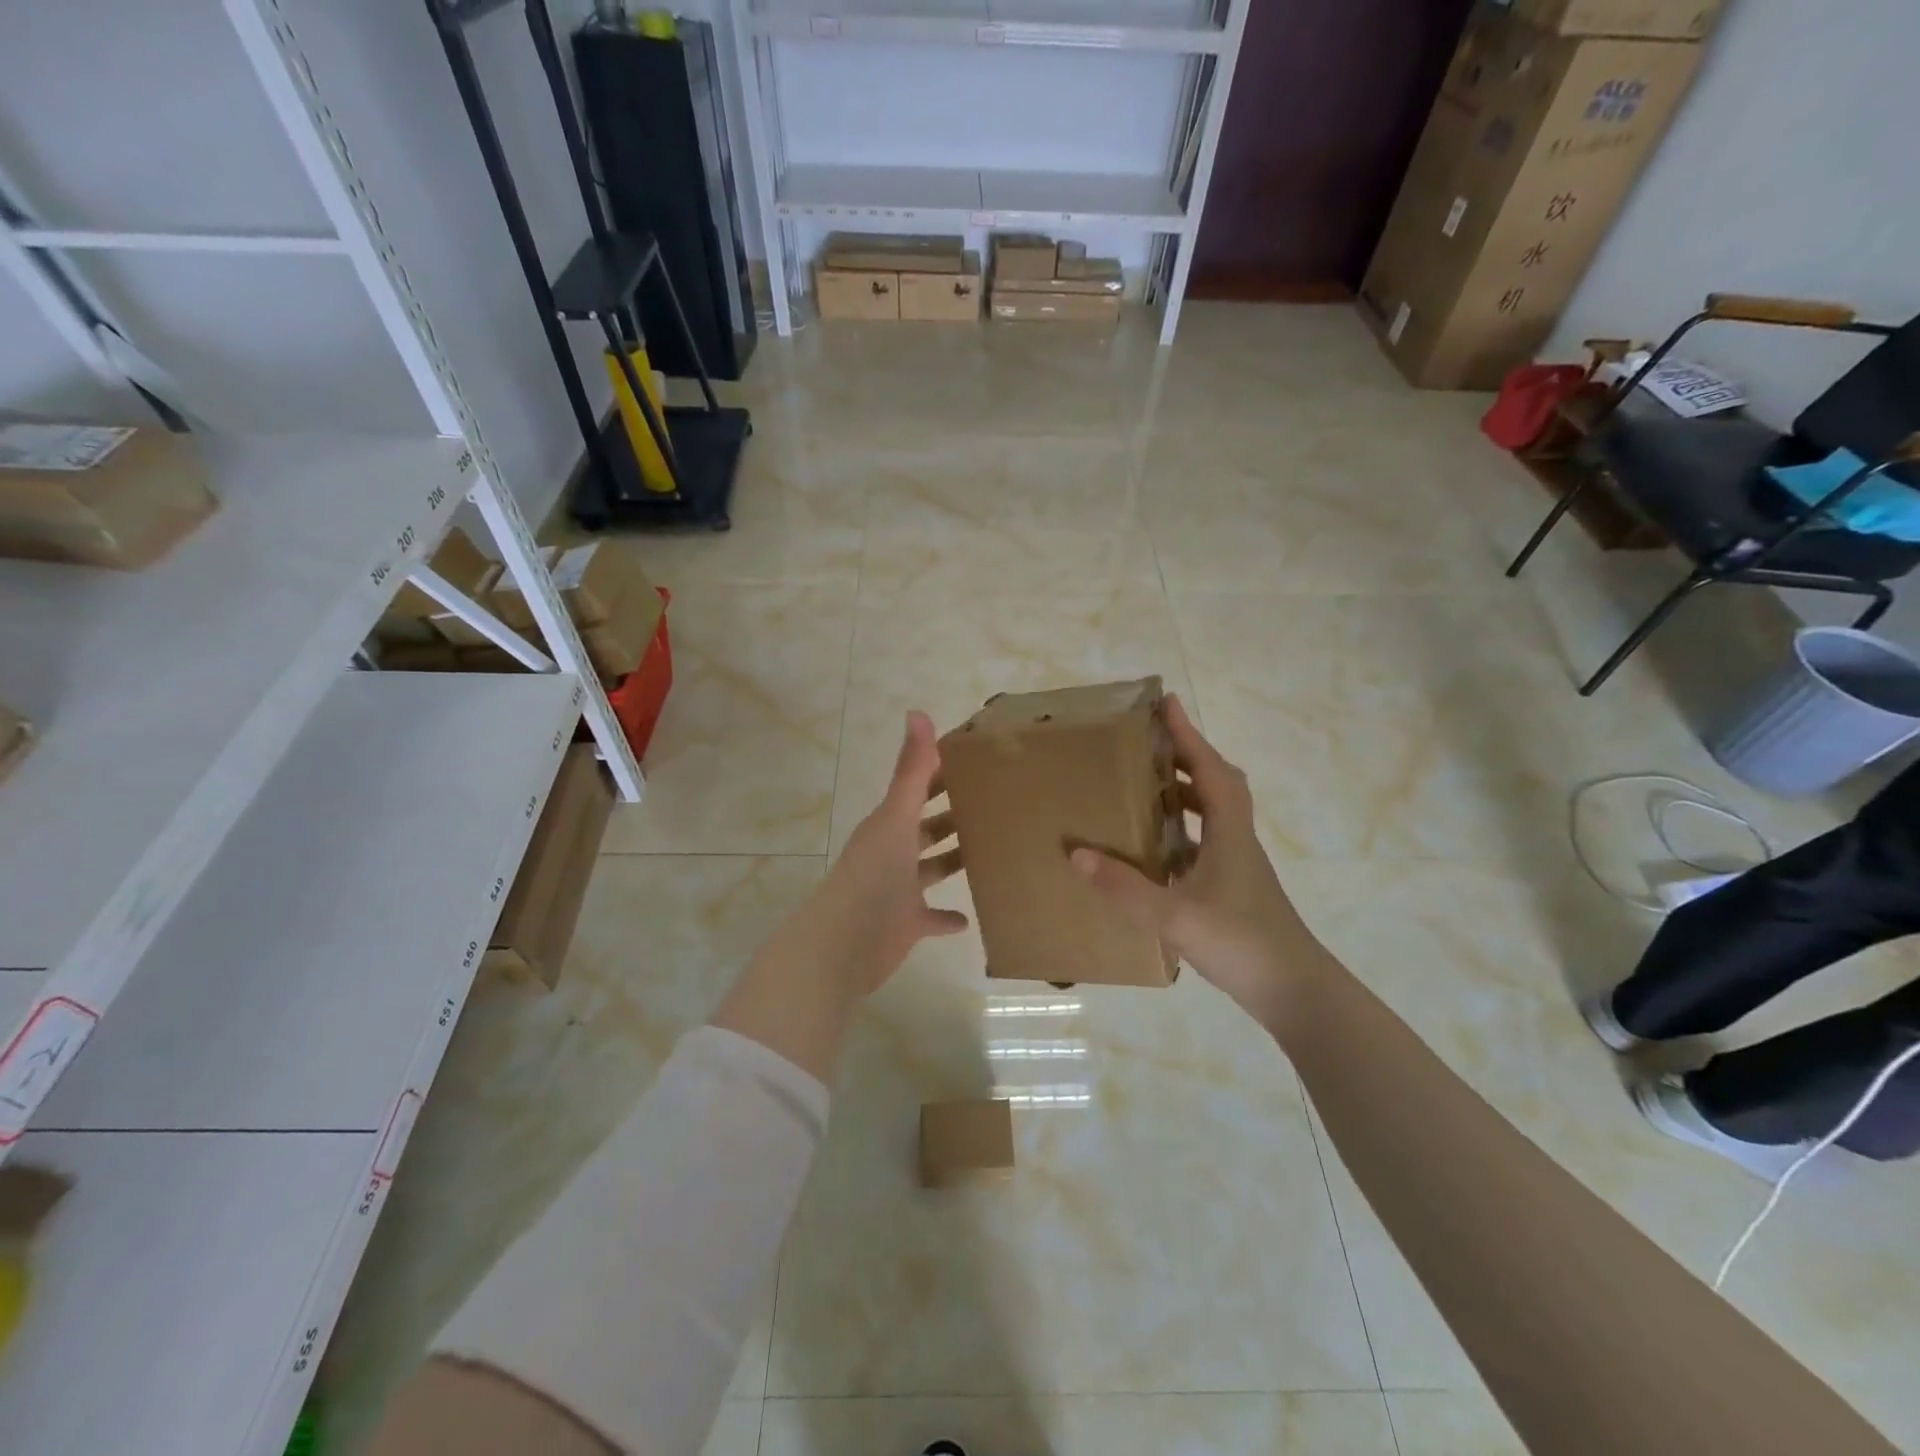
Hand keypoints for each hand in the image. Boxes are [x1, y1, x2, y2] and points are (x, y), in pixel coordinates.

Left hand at [714, 712, 965, 1080]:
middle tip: (993, 802)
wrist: (843, 945)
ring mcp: (899, 889)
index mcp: (890, 824)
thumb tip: (918, 712)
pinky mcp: (906, 924)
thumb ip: (910, 771)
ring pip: (931, 869)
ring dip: (952, 860)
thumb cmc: (873, 877)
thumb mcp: (896, 819)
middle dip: (951, 815)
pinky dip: (947, 917)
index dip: (941, 773)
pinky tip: (970, 918)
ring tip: (989, 849)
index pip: (919, 790)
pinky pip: (932, 918)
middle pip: (926, 828)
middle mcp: (893, 853)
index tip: (976, 760)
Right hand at [1070, 695, 1313, 1023]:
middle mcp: (1236, 841)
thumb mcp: (1176, 916)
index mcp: (1229, 833)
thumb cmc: (1243, 944)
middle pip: (1215, 785)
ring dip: (1182, 796)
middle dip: (1184, 758)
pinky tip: (1153, 854)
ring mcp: (1237, 868)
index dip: (1188, 735)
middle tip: (1147, 746)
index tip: (1166, 703)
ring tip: (1143, 791)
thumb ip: (1126, 888)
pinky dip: (1180, 836)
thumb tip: (1077, 855)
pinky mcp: (1233, 891)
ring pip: (1211, 816)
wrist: (1296, 993)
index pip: (1208, 769)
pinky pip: (1203, 846)